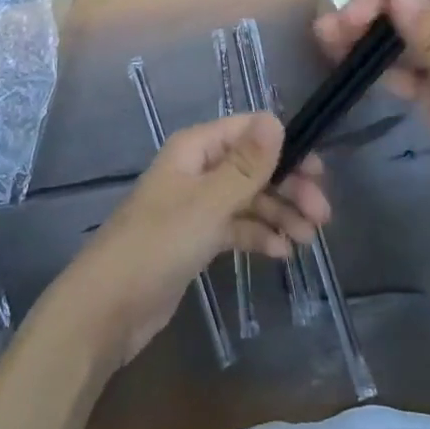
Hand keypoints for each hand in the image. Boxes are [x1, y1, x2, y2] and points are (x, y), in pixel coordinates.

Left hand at [50, 112, 329, 367]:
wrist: (107, 309)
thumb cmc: (157, 245)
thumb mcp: (208, 203)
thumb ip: (245, 165)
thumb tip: (277, 119)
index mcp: (195, 149)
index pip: (247, 131)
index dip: (284, 147)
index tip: (318, 171)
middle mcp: (197, 170)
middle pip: (252, 167)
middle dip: (288, 186)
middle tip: (322, 215)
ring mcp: (196, 206)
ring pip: (248, 199)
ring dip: (279, 213)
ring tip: (309, 238)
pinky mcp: (196, 240)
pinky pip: (236, 228)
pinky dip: (259, 235)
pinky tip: (282, 253)